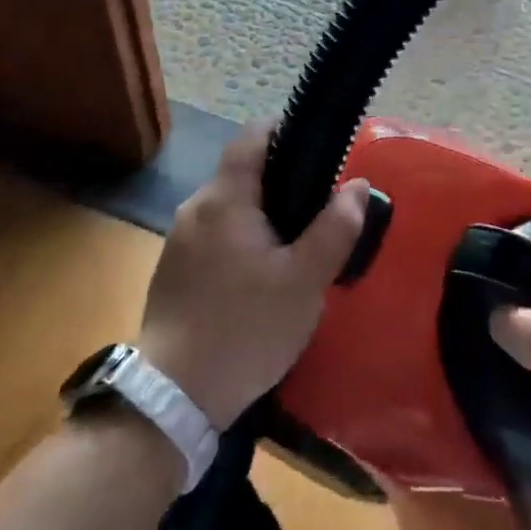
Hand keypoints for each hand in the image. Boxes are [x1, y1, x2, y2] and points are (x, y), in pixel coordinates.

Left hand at [136, 124, 364, 430]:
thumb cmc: (245, 329)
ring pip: (230, 208)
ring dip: (262, 216)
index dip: (285, 130)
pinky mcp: (174, 271)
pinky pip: (215, 236)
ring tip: (296, 247)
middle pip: (243, 173)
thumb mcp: (304, 282)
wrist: (172, 399)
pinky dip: (242, 241)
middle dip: (282, 182)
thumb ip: (334, 229)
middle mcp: (196, 207)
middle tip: (320, 211)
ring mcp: (179, 240)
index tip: (318, 151)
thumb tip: (358, 186)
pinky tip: (261, 277)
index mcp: (225, 198)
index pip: (252, 135)